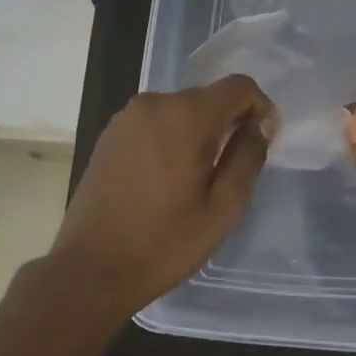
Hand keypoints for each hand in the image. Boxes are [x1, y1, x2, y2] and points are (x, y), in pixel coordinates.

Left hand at [49, 76, 278, 316]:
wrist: (90, 269)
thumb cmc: (165, 242)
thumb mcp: (223, 207)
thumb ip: (248, 157)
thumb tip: (261, 124)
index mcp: (187, 115)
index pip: (238, 86)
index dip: (259, 107)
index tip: (264, 139)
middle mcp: (155, 103)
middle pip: (208, 97)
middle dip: (228, 123)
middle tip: (233, 169)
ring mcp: (127, 117)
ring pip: (180, 111)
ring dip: (198, 133)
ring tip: (199, 179)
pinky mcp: (110, 134)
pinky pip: (155, 124)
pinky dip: (171, 139)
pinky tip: (167, 179)